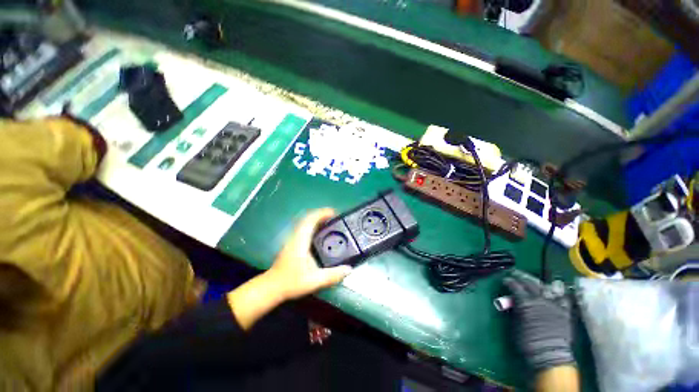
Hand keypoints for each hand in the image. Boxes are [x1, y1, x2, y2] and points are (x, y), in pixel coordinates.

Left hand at [267, 208, 352, 300]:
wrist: (272, 287)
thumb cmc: (291, 282)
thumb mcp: (314, 280)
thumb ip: (332, 275)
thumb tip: (349, 269)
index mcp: (300, 240)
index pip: (310, 219)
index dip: (322, 213)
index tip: (334, 213)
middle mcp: (296, 236)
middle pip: (308, 218)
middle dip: (322, 214)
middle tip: (335, 217)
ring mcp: (293, 239)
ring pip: (305, 222)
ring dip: (317, 219)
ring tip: (330, 223)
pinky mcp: (292, 243)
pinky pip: (304, 228)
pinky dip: (313, 226)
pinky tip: (320, 233)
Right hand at [504, 270, 574, 371]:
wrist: (549, 354)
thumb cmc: (527, 341)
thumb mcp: (515, 323)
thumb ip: (515, 309)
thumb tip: (512, 302)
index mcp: (525, 302)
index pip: (515, 286)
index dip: (509, 281)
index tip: (505, 280)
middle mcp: (540, 300)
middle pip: (530, 283)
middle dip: (522, 277)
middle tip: (515, 273)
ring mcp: (555, 305)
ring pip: (547, 287)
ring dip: (539, 283)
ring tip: (534, 281)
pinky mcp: (565, 312)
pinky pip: (564, 299)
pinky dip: (560, 293)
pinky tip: (556, 290)